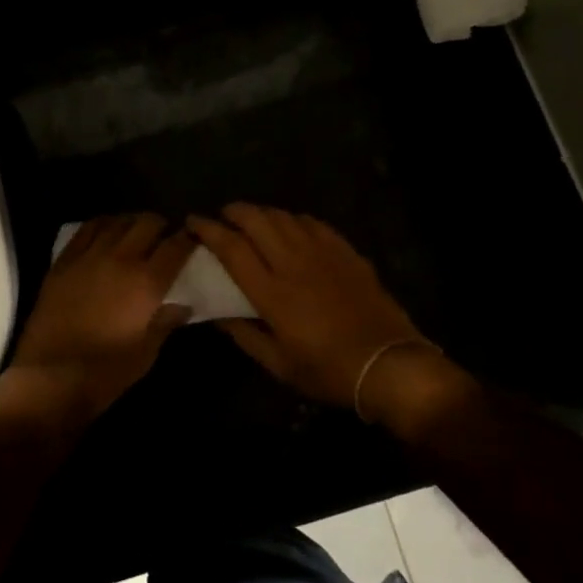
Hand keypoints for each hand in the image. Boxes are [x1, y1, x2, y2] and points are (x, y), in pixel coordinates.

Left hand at [7, 214, 194, 421]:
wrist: (49, 377)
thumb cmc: (105, 372)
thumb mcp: (146, 354)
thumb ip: (165, 323)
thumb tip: (182, 305)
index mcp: (147, 283)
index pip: (176, 247)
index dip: (188, 239)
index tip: (192, 239)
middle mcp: (121, 259)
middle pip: (147, 224)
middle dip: (161, 226)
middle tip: (164, 237)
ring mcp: (89, 256)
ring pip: (118, 222)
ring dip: (132, 222)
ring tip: (136, 231)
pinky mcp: (64, 261)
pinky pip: (87, 229)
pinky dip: (102, 224)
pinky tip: (106, 230)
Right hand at [189, 204, 428, 410]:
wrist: (388, 363)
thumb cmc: (328, 370)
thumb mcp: (279, 365)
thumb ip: (244, 335)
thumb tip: (217, 314)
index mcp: (272, 292)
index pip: (231, 248)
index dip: (208, 230)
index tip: (193, 221)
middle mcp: (293, 262)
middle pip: (256, 220)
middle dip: (233, 211)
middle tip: (223, 217)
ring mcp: (322, 252)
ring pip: (283, 216)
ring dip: (262, 212)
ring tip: (253, 220)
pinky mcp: (344, 250)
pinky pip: (312, 222)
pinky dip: (293, 219)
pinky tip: (291, 226)